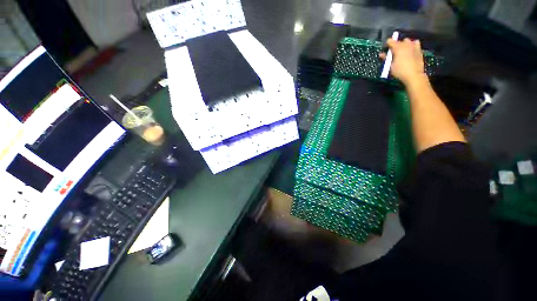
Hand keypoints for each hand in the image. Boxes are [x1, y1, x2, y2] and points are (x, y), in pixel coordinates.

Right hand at [380, 38, 425, 84]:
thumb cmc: (400, 71)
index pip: (391, 41)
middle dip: (396, 44)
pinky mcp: (419, 50)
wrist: (414, 75)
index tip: (386, 48)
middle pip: (400, 41)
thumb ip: (386, 58)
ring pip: (408, 41)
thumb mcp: (390, 66)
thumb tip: (381, 54)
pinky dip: (412, 45)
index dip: (387, 44)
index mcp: (398, 48)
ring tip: (403, 50)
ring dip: (405, 44)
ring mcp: (414, 46)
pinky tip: (411, 50)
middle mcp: (406, 44)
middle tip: (394, 52)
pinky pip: (416, 43)